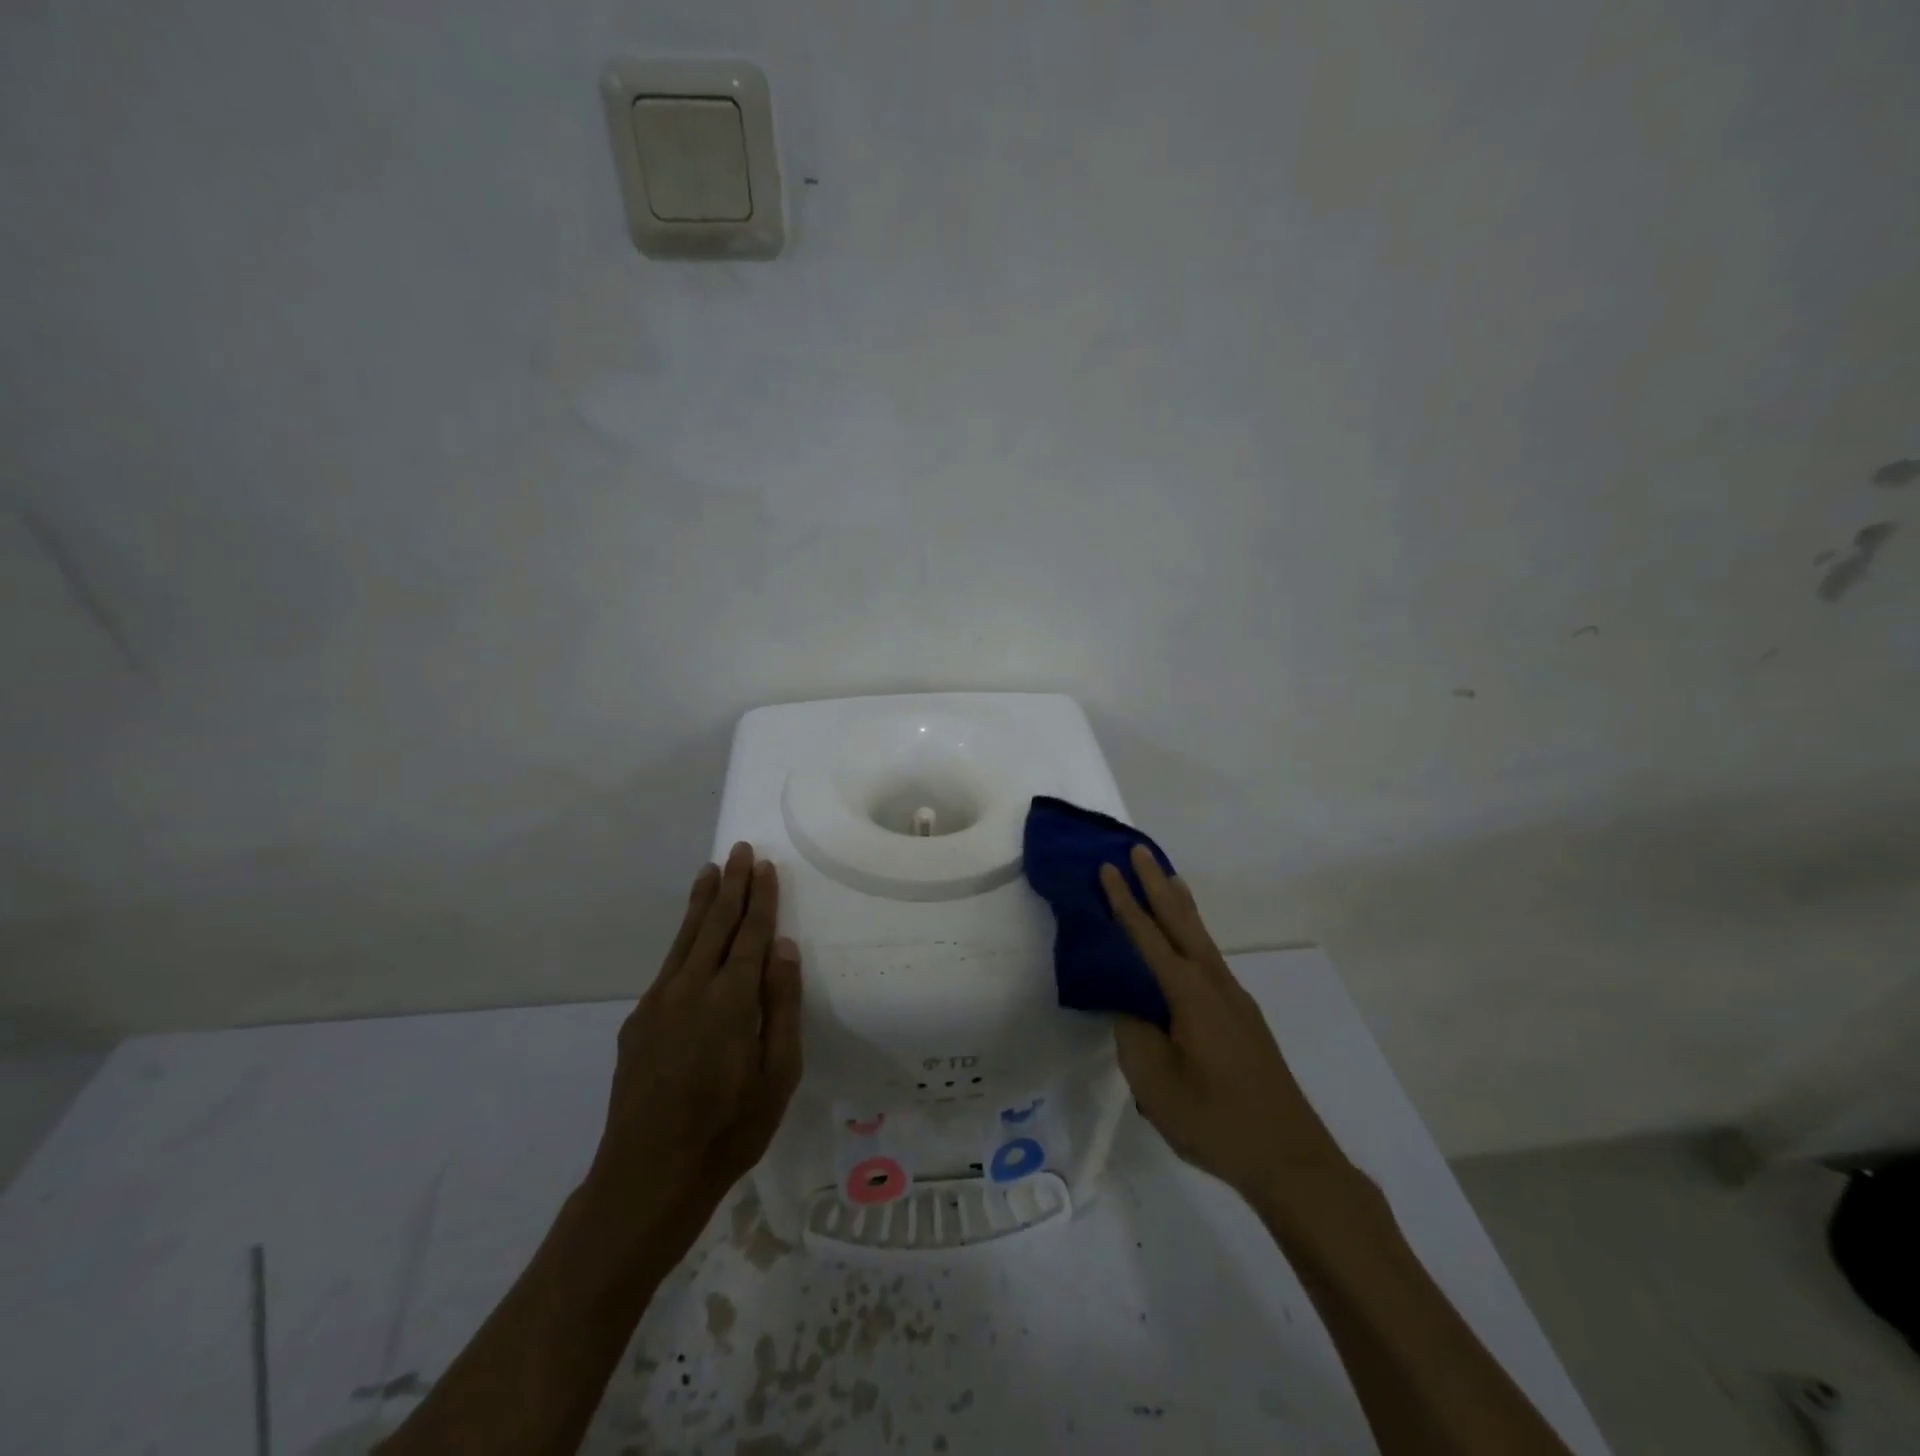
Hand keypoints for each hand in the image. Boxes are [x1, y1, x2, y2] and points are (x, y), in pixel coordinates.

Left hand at [586, 843, 803, 1234]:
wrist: (647, 1177)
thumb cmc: (729, 1130)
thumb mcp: (778, 1075)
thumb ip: (782, 1007)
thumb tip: (784, 948)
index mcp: (731, 1000)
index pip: (751, 934)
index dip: (760, 899)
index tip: (765, 867)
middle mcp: (691, 989)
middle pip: (715, 924)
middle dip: (731, 885)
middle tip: (739, 851)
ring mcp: (658, 1003)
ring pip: (685, 938)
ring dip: (701, 902)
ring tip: (710, 871)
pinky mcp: (638, 1021)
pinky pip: (668, 965)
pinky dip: (683, 937)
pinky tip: (689, 934)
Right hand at [1101, 845, 1344, 1198]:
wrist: (1290, 1158)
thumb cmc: (1215, 1120)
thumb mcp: (1155, 1083)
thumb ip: (1133, 1034)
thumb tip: (1126, 1003)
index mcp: (1190, 994)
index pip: (1148, 937)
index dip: (1124, 902)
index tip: (1106, 868)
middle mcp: (1215, 984)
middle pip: (1181, 922)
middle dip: (1156, 884)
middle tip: (1138, 850)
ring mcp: (1234, 999)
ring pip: (1200, 937)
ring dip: (1179, 905)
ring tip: (1166, 876)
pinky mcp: (1242, 1017)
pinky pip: (1208, 959)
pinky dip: (1191, 934)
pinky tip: (1186, 943)